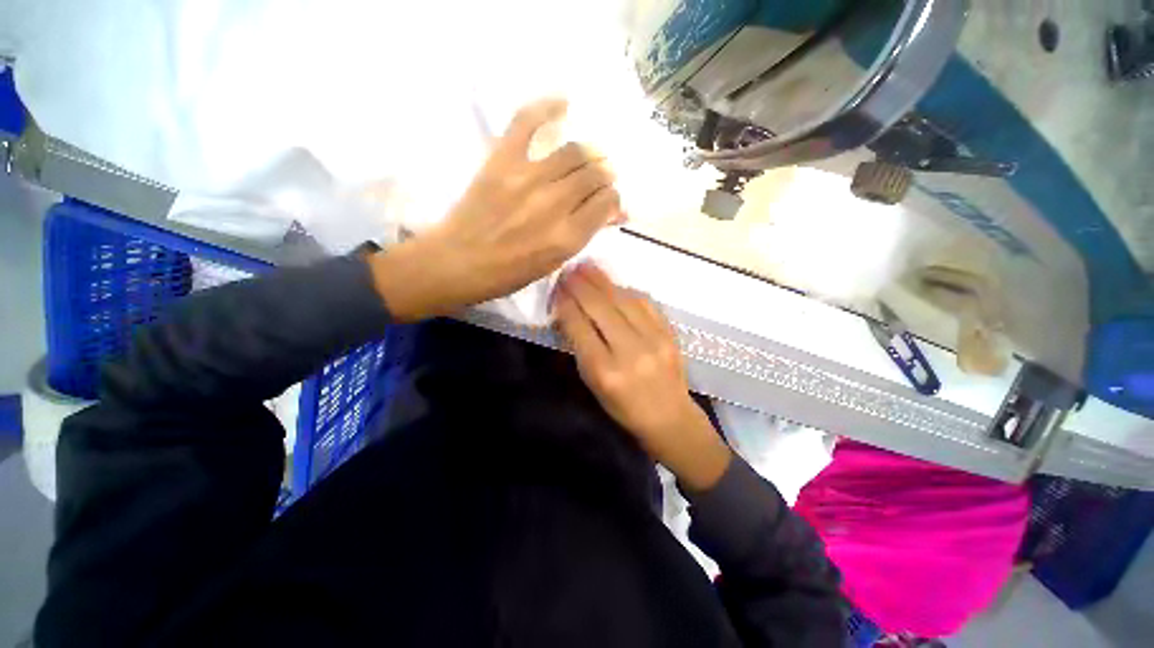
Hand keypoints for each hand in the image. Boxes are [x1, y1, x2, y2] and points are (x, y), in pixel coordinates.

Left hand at [369, 98, 622, 321]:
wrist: (459, 262)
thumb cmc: (509, 272)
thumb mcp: (554, 262)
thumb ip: (583, 234)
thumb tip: (610, 212)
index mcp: (567, 237)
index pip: (607, 202)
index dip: (612, 199)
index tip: (606, 201)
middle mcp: (554, 204)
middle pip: (595, 174)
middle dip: (604, 176)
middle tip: (599, 179)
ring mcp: (527, 178)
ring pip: (575, 150)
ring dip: (589, 152)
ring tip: (587, 157)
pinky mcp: (502, 160)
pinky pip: (528, 121)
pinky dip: (547, 107)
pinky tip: (564, 104)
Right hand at [553, 264, 731, 491]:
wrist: (670, 417)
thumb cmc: (624, 408)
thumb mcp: (594, 385)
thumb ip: (581, 348)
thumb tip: (569, 314)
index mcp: (605, 372)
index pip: (580, 327)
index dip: (566, 304)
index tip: (557, 289)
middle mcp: (629, 352)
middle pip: (600, 308)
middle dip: (581, 286)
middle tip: (569, 270)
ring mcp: (654, 340)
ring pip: (623, 300)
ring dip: (603, 281)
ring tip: (588, 267)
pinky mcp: (670, 334)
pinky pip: (645, 303)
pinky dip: (626, 290)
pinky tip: (614, 283)